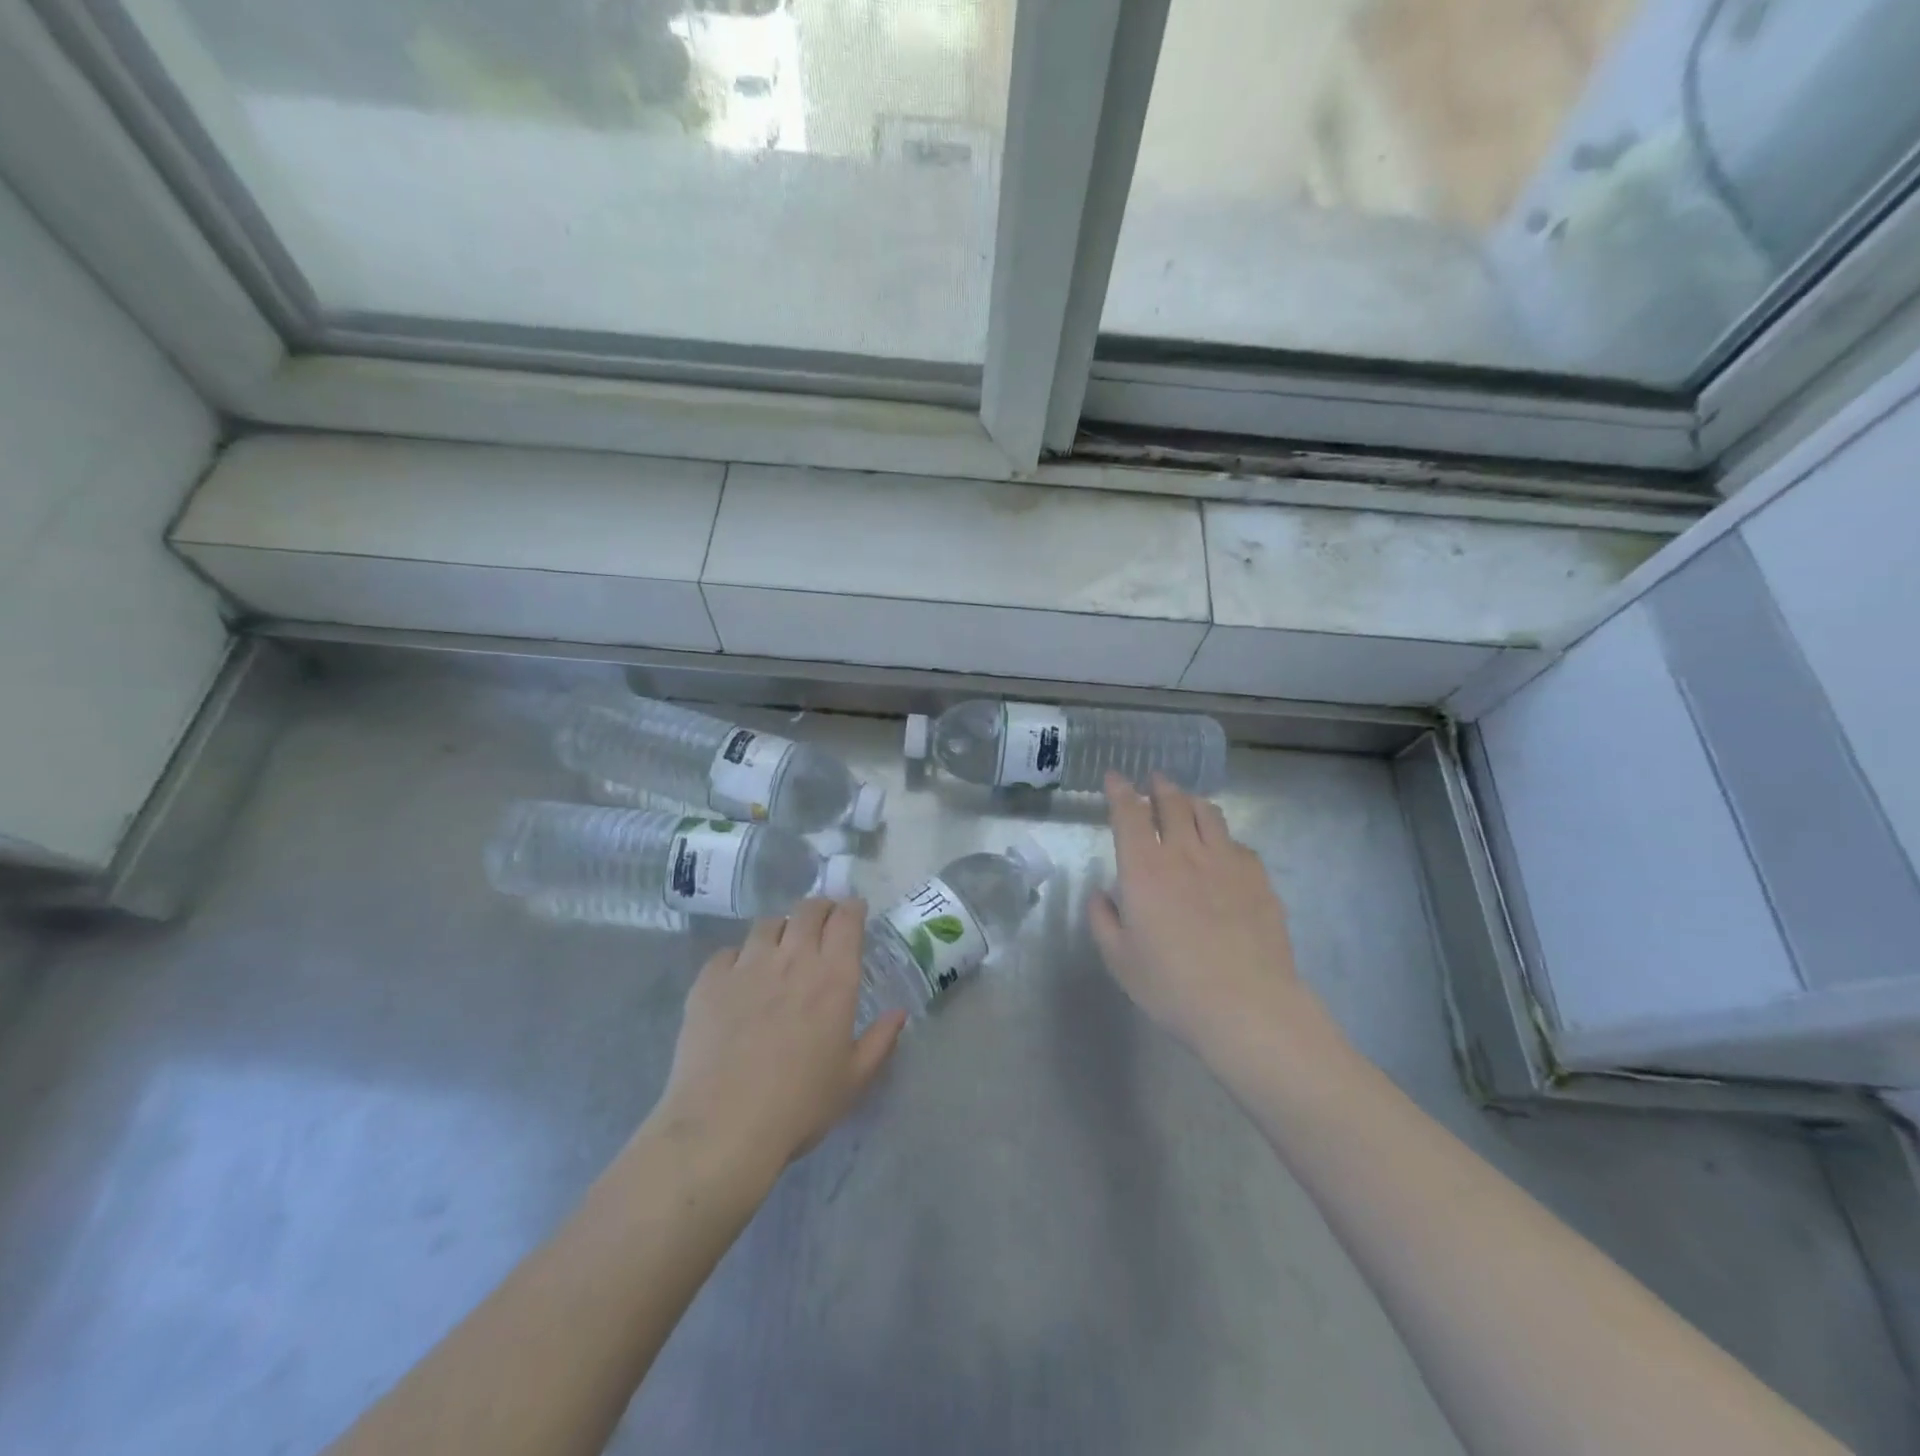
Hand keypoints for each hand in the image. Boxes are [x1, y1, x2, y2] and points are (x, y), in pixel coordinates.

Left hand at [655, 899, 905, 1179]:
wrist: (723, 1127)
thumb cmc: (800, 1105)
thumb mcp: (853, 1079)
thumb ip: (880, 1040)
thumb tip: (899, 1013)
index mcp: (834, 977)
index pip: (847, 919)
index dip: (852, 908)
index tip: (854, 912)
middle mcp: (793, 959)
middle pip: (808, 910)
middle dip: (820, 908)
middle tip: (822, 924)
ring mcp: (747, 966)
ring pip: (767, 924)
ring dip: (780, 930)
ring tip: (780, 949)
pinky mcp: (709, 982)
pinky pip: (728, 952)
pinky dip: (739, 958)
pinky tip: (739, 980)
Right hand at [1089, 773, 1339, 1072]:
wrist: (1247, 1006)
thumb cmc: (1172, 986)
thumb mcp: (1119, 959)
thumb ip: (1103, 920)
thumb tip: (1101, 894)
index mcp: (1144, 868)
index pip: (1129, 813)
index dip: (1120, 790)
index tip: (1115, 776)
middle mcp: (1185, 853)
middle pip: (1173, 803)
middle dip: (1160, 786)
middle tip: (1155, 780)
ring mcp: (1227, 862)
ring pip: (1209, 814)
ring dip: (1193, 801)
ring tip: (1187, 802)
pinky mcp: (1259, 879)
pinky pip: (1238, 843)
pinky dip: (1223, 837)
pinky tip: (1223, 851)